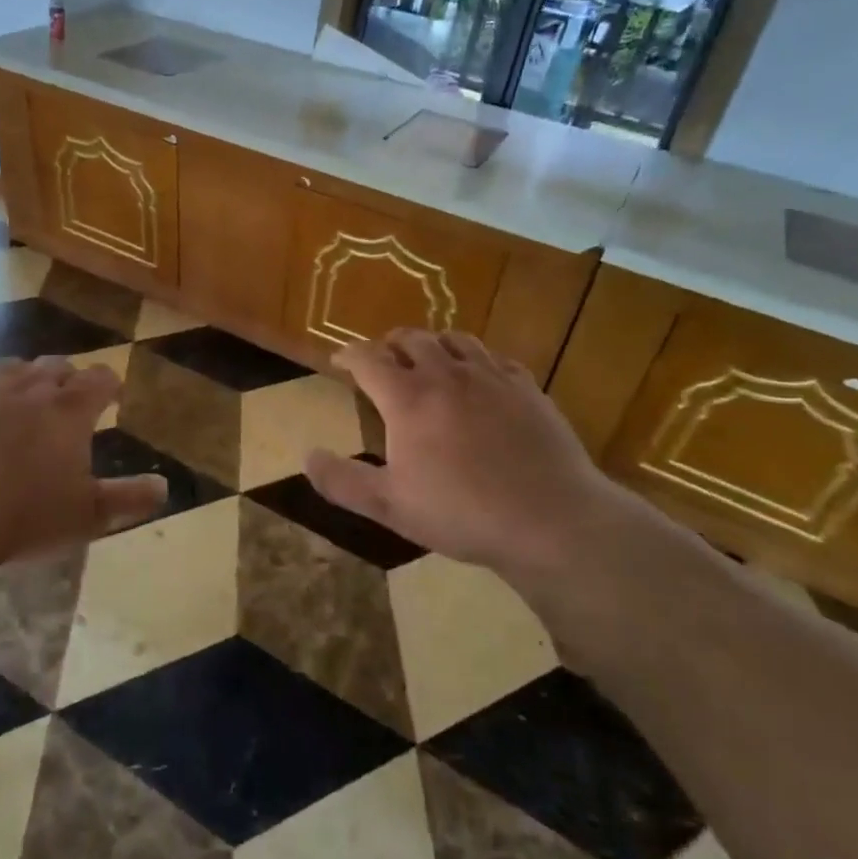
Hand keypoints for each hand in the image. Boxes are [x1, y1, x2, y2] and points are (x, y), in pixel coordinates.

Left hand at [0, 356, 166, 568]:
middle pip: (56, 365)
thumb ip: (128, 498)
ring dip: (25, 378)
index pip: (99, 378)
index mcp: (69, 410)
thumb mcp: (87, 515)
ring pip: (12, 368)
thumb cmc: (27, 514)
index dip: (108, 384)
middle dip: (67, 378)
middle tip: (69, 400)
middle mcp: (30, 389)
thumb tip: (164, 487)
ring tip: (25, 399)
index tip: (112, 396)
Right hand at [304, 330, 639, 585]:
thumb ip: (342, 481)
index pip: (368, 359)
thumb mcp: (390, 506)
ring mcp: (491, 377)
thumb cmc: (461, 513)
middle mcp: (447, 375)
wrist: (549, 519)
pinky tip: (478, 376)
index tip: (339, 360)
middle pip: (411, 338)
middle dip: (390, 343)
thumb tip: (308, 456)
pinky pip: (494, 357)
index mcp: (408, 398)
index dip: (349, 354)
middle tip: (382, 357)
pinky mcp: (526, 387)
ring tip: (427, 358)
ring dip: (433, 343)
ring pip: (455, 339)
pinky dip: (475, 358)